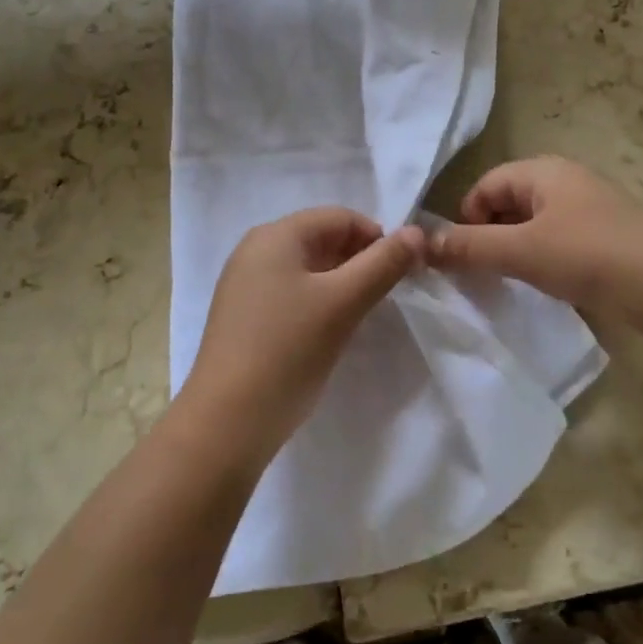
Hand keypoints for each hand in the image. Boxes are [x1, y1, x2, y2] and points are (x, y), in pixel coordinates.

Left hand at [180, 208, 423, 463]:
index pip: (340, 217)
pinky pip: (290, 292)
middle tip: (386, 295)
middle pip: (322, 238)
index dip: (377, 237)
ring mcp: (244, 284)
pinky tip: (328, 331)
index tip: (402, 272)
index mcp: (276, 235)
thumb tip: (417, 232)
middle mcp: (255, 249)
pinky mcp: (242, 316)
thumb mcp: (343, 302)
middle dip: (360, 260)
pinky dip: (317, 301)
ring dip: (340, 282)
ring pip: (307, 268)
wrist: (225, 425)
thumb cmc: (288, 351)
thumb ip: (383, 263)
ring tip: (361, 313)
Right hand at [429, 156, 642, 346]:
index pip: (484, 186)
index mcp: (542, 171)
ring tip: (510, 285)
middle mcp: (563, 182)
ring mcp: (586, 210)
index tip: (461, 259)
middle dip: (488, 236)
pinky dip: (541, 261)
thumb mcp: (524, 251)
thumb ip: (472, 247)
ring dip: (514, 252)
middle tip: (481, 276)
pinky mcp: (603, 238)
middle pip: (507, 203)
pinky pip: (556, 242)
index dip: (466, 219)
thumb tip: (423, 243)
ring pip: (531, 226)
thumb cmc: (593, 256)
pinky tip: (544, 287)